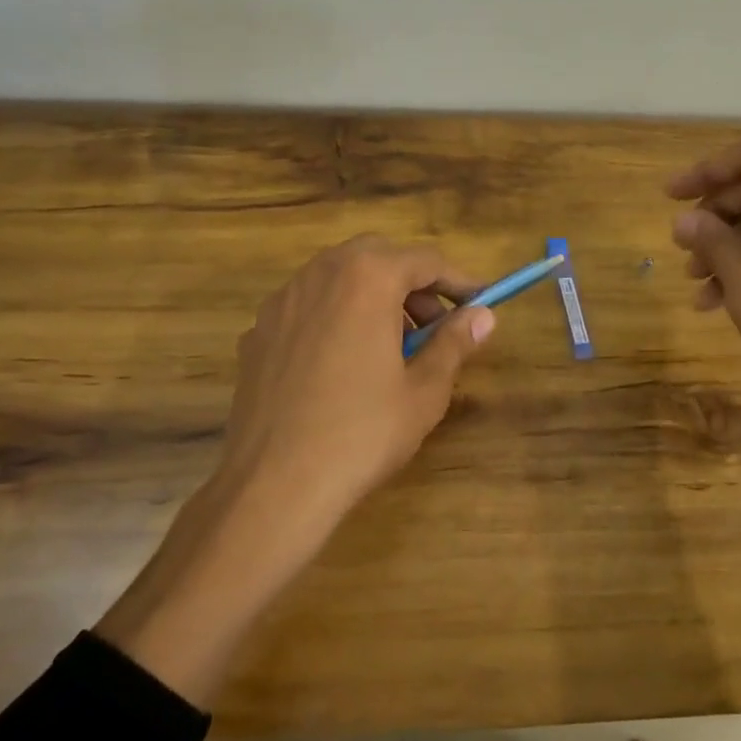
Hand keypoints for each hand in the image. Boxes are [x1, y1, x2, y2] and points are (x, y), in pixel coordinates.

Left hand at [217, 234, 492, 523]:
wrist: (273, 483)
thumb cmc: (361, 433)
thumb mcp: (423, 390)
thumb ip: (454, 343)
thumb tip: (483, 316)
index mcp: (366, 279)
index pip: (424, 259)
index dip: (457, 280)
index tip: (478, 303)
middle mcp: (319, 274)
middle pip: (377, 257)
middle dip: (412, 283)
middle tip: (434, 325)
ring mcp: (281, 302)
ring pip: (337, 278)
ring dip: (372, 296)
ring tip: (391, 347)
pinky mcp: (257, 333)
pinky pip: (308, 308)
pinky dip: (335, 317)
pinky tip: (343, 364)